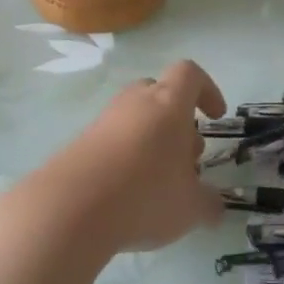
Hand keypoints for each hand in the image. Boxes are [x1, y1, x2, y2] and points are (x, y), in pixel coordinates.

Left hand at [30, 60, 227, 253]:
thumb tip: (215, 206)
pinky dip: (126, 159)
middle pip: (161, 95)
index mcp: (168, 104)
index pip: (190, 74)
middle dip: (178, 123)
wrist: (68, 210)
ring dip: (152, 142)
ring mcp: (104, 121)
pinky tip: (127, 196)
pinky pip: (112, 141)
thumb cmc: (144, 195)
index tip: (215, 117)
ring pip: (136, 118)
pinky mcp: (80, 143)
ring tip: (158, 184)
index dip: (207, 90)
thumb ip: (209, 203)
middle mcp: (135, 102)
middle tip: (186, 162)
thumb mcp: (190, 207)